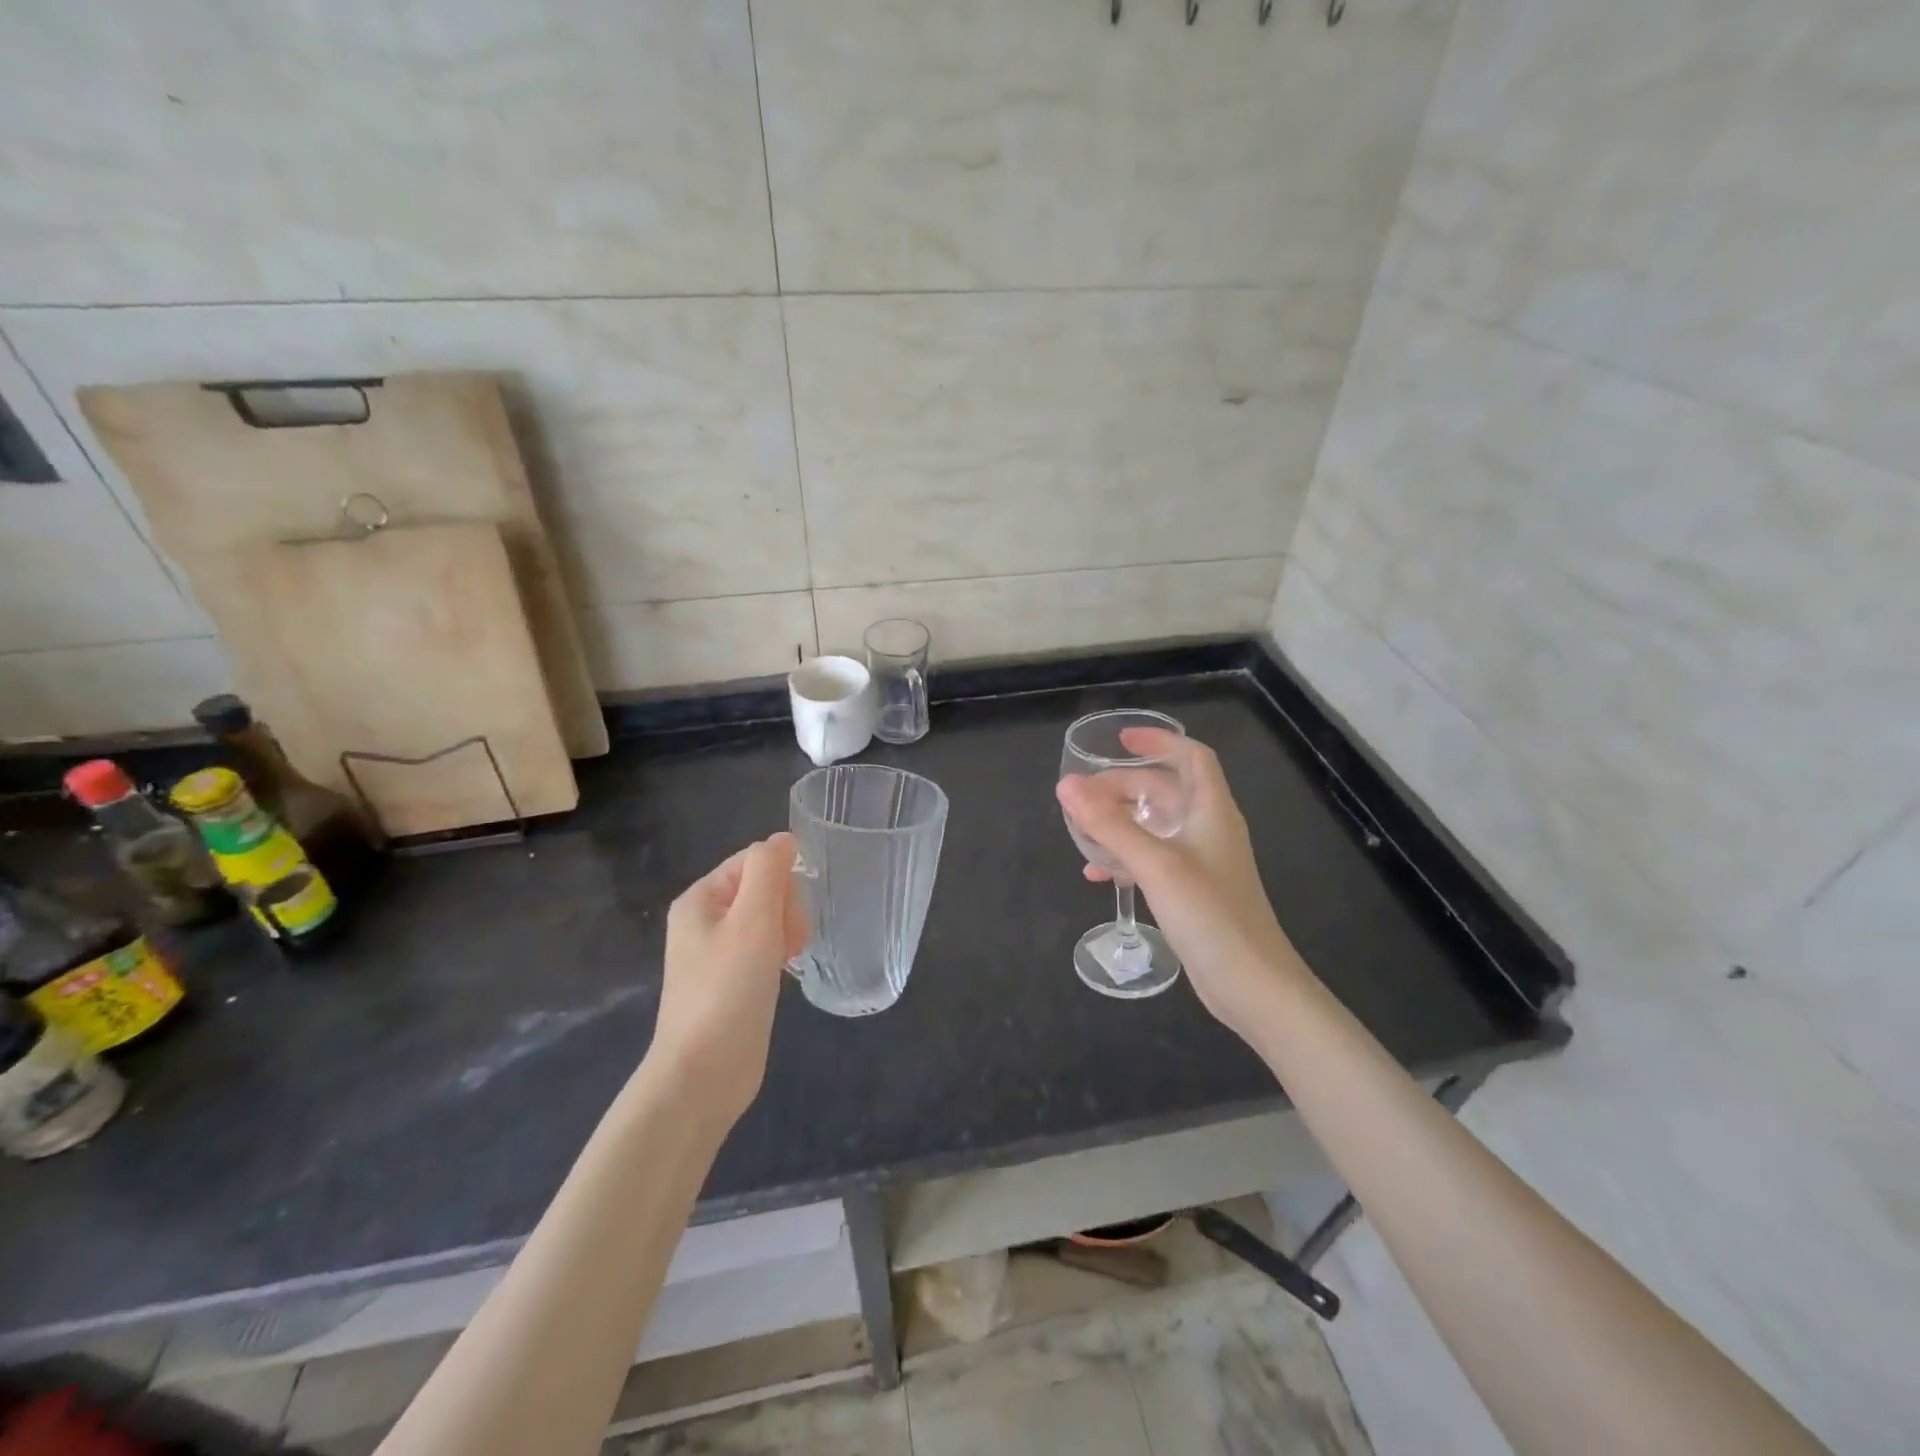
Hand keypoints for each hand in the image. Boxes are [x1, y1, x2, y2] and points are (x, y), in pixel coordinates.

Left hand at [652, 833, 807, 1122]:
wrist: (703, 1074)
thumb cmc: (727, 989)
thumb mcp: (752, 920)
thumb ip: (769, 870)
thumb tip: (784, 839)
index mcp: (700, 899)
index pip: (754, 860)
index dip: (782, 879)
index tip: (792, 913)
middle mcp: (703, 921)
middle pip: (761, 888)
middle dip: (785, 908)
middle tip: (789, 942)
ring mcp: (715, 954)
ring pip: (766, 920)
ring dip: (785, 932)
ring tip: (788, 960)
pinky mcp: (730, 983)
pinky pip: (763, 949)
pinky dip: (778, 954)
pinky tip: (784, 974)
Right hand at [1056, 732, 1307, 1046]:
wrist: (1251, 983)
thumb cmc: (1210, 914)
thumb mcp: (1156, 864)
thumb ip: (1110, 825)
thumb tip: (1066, 786)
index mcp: (1211, 811)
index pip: (1192, 757)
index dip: (1158, 741)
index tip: (1118, 742)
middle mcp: (1208, 829)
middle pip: (1166, 790)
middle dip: (1124, 786)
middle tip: (1083, 795)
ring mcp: (1201, 862)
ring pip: (1156, 826)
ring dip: (1120, 821)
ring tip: (1082, 829)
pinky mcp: (1191, 891)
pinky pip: (1153, 858)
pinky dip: (1125, 856)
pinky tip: (1097, 873)